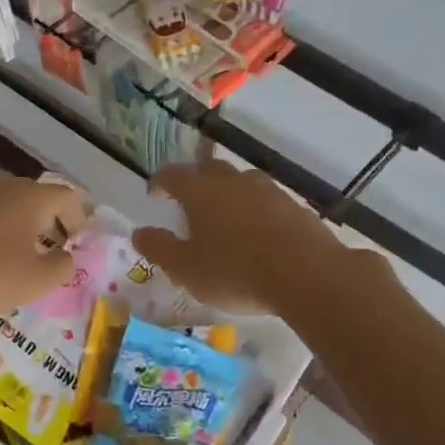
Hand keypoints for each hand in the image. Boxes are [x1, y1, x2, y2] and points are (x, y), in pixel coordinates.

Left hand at [0, 173, 87, 319]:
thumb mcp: (35, 282)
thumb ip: (61, 267)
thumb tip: (66, 256)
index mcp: (30, 198)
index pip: (67, 197)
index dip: (77, 218)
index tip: (75, 242)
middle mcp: (0, 183)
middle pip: (31, 194)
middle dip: (43, 217)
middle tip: (43, 245)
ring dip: (6, 215)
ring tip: (2, 243)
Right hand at [132, 159, 343, 314]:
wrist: (306, 274)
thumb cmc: (235, 272)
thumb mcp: (186, 269)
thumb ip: (159, 248)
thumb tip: (138, 233)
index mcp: (200, 192)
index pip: (172, 175)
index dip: (160, 183)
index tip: (154, 194)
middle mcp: (233, 181)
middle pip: (208, 170)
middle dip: (194, 182)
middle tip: (187, 204)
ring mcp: (267, 190)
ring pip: (239, 182)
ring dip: (226, 194)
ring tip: (223, 218)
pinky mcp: (293, 205)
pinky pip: (265, 200)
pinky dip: (253, 209)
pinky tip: (256, 232)